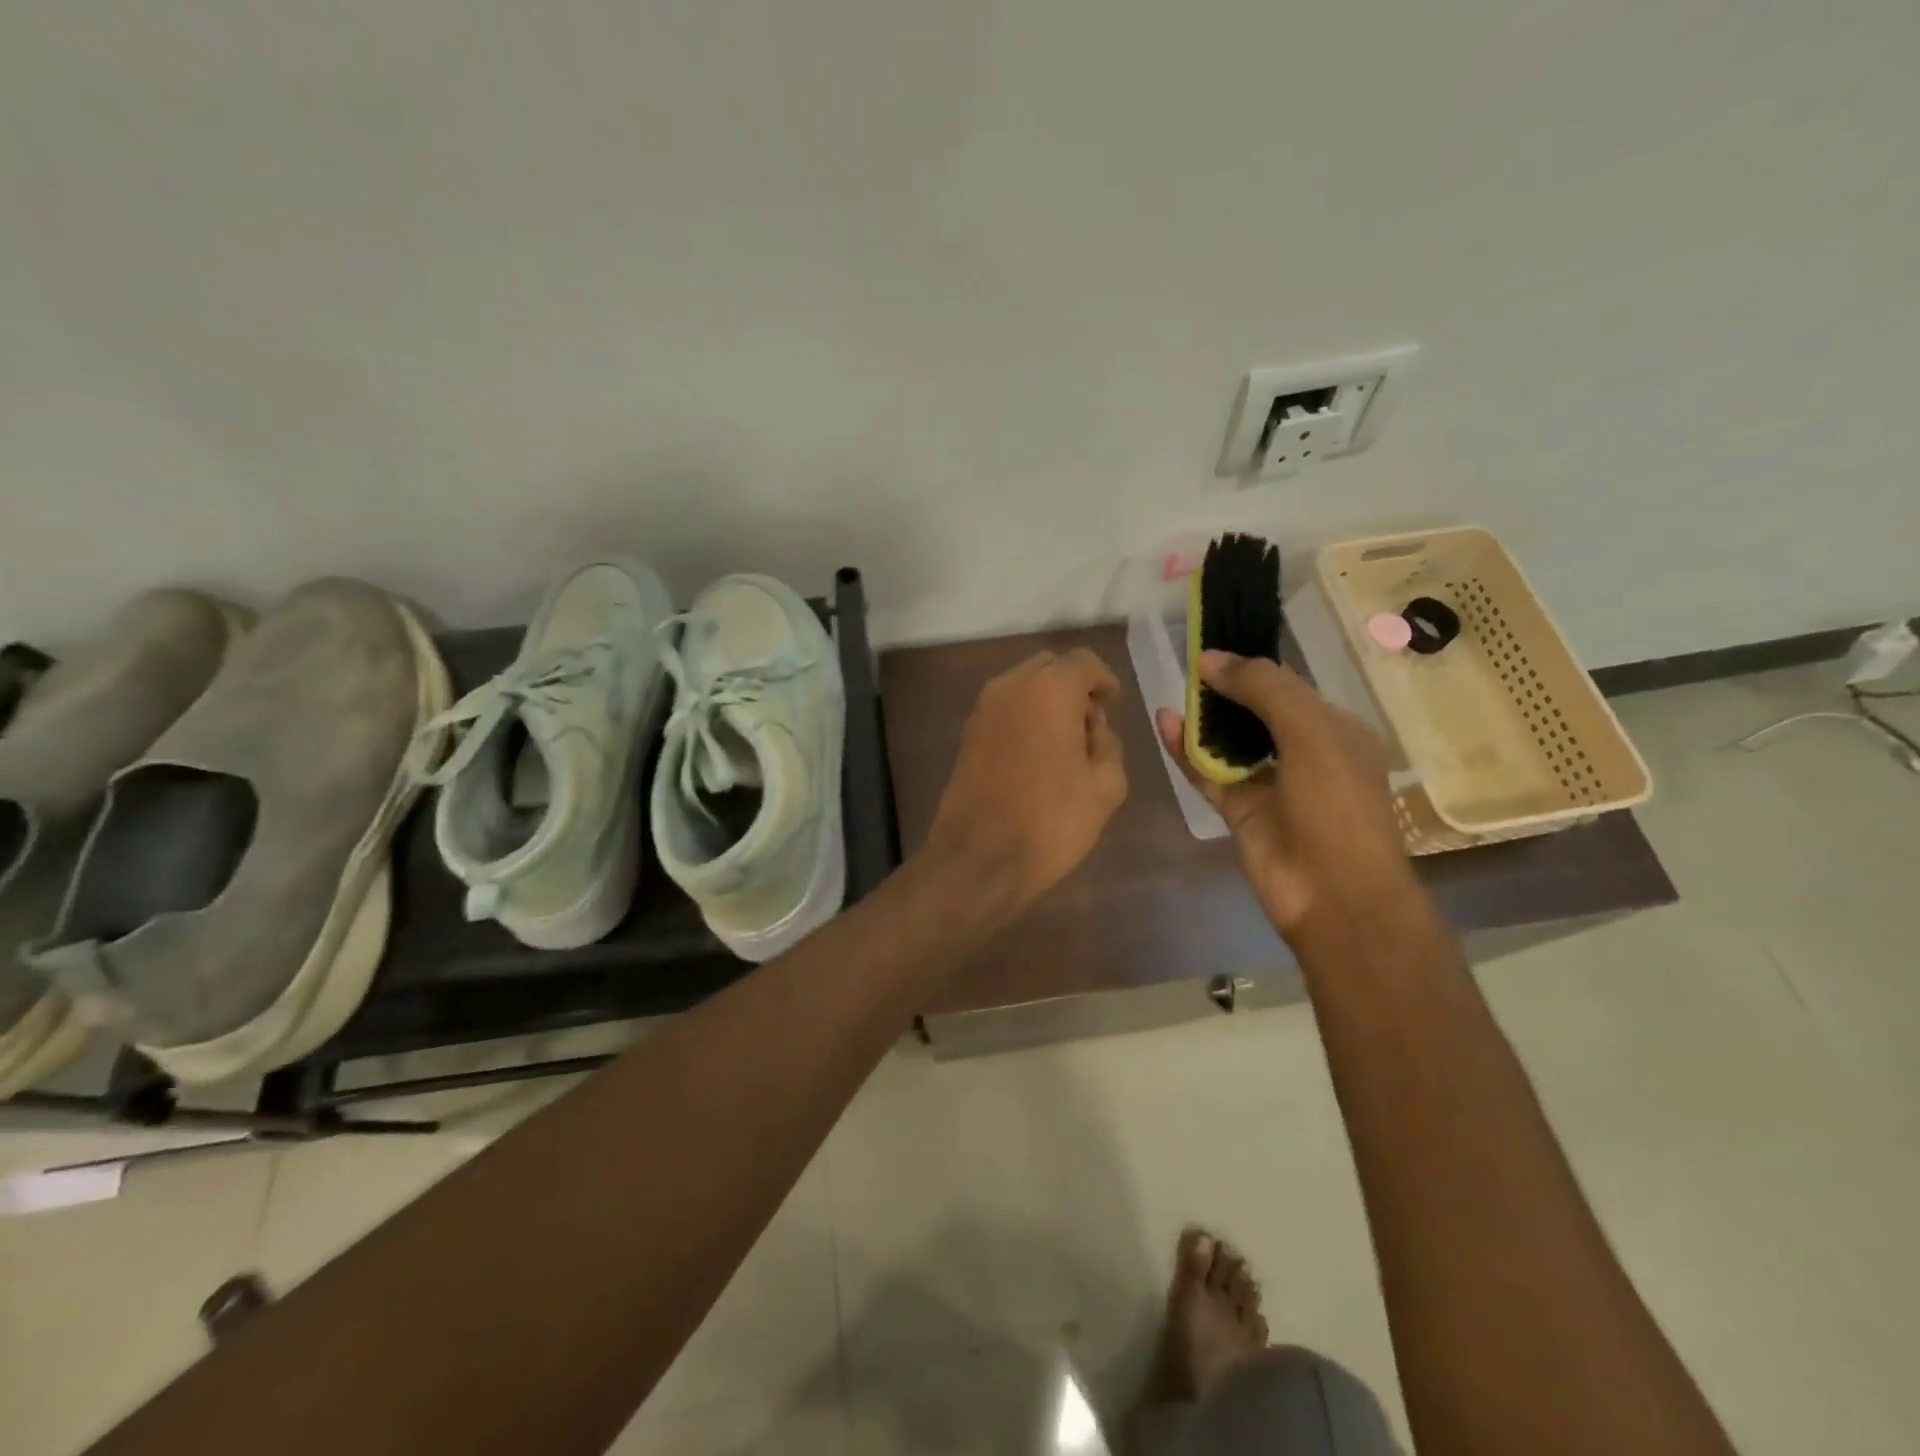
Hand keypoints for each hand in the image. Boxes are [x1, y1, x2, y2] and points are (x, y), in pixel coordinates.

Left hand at [926, 648, 1128, 911]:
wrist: (980, 859)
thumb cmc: (1051, 821)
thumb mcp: (1106, 785)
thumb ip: (1108, 743)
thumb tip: (1092, 726)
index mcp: (1049, 689)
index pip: (1084, 662)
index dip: (1105, 681)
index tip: (1114, 706)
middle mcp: (1010, 686)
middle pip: (1050, 667)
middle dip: (1074, 687)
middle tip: (1091, 724)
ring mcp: (982, 709)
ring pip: (1023, 686)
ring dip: (1047, 702)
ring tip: (1065, 744)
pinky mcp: (967, 734)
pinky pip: (1005, 709)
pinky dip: (1025, 718)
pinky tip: (1038, 755)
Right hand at [1157, 651, 1413, 938]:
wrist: (1334, 894)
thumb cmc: (1336, 804)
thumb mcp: (1311, 732)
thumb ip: (1263, 689)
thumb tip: (1210, 658)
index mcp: (1334, 730)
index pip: (1289, 686)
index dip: (1252, 666)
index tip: (1212, 645)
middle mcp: (1302, 753)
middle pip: (1256, 712)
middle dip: (1224, 689)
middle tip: (1187, 664)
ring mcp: (1268, 784)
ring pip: (1229, 742)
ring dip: (1203, 718)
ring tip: (1174, 689)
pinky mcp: (1239, 811)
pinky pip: (1207, 773)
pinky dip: (1186, 751)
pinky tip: (1164, 724)